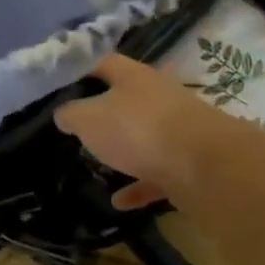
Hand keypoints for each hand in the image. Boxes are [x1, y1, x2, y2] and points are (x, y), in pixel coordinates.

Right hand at [54, 54, 259, 209]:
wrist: (204, 165)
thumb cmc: (138, 129)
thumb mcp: (89, 119)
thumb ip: (71, 114)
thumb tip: (63, 113)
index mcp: (133, 76)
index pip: (102, 62)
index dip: (80, 70)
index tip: (59, 84)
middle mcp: (158, 96)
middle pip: (126, 99)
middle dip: (103, 113)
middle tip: (77, 127)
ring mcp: (178, 129)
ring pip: (144, 136)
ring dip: (123, 151)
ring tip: (97, 165)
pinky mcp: (190, 161)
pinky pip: (157, 172)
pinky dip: (138, 186)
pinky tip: (120, 202)